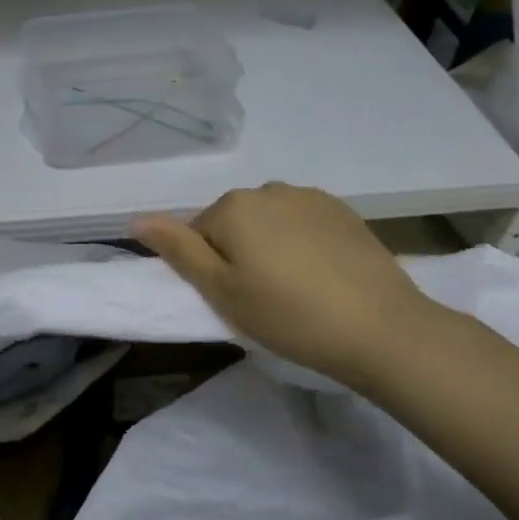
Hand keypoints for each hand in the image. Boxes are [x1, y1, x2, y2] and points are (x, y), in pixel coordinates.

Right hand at [133, 183, 441, 389]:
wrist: (382, 329)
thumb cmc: (288, 315)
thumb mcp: (221, 291)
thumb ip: (177, 250)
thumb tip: (136, 219)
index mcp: (233, 207)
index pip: (198, 233)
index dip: (209, 269)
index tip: (233, 300)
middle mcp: (268, 190)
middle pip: (234, 222)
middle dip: (239, 253)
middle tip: (261, 299)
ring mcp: (310, 197)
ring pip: (270, 221)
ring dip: (271, 246)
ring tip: (295, 288)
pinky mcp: (344, 211)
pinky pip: (303, 222)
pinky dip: (302, 243)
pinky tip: (322, 276)